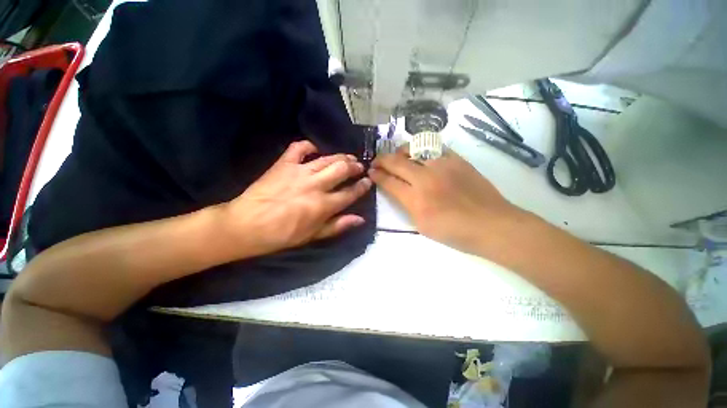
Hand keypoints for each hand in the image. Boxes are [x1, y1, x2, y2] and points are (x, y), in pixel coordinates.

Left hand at [220, 140, 371, 256]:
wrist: (246, 226)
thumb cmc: (282, 235)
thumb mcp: (313, 236)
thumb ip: (338, 226)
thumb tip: (360, 219)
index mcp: (323, 205)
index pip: (350, 193)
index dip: (362, 186)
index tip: (368, 181)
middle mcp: (315, 185)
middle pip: (342, 170)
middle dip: (354, 166)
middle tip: (359, 166)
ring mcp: (299, 172)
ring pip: (327, 158)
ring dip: (341, 156)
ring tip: (348, 157)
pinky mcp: (284, 164)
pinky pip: (299, 148)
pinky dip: (309, 146)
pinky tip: (315, 149)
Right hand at [369, 145, 521, 253]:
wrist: (491, 224)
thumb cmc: (454, 232)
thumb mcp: (422, 226)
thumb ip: (407, 205)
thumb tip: (398, 190)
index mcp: (416, 200)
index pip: (389, 182)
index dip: (377, 176)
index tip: (371, 172)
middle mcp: (426, 178)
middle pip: (397, 162)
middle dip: (382, 160)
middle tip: (376, 161)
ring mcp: (442, 165)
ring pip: (414, 148)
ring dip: (400, 151)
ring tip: (397, 155)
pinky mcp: (457, 160)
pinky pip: (434, 147)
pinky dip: (422, 149)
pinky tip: (420, 154)